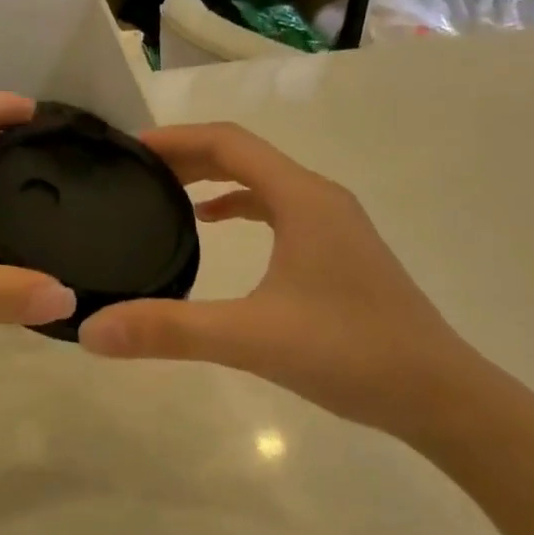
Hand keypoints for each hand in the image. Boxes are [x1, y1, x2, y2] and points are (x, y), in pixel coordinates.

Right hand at [78, 122, 473, 435]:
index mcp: (302, 198)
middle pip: (243, 156)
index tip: (128, 149)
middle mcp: (319, 197)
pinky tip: (213, 230)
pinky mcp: (338, 252)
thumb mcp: (251, 338)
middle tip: (134, 172)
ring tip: (164, 194)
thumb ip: (170, 330)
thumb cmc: (350, 353)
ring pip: (262, 182)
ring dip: (212, 180)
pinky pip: (277, 210)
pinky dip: (239, 207)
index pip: (228, 142)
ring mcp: (333, 224)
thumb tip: (92, 330)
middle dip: (187, 156)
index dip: (175, 138)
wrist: (441, 396)